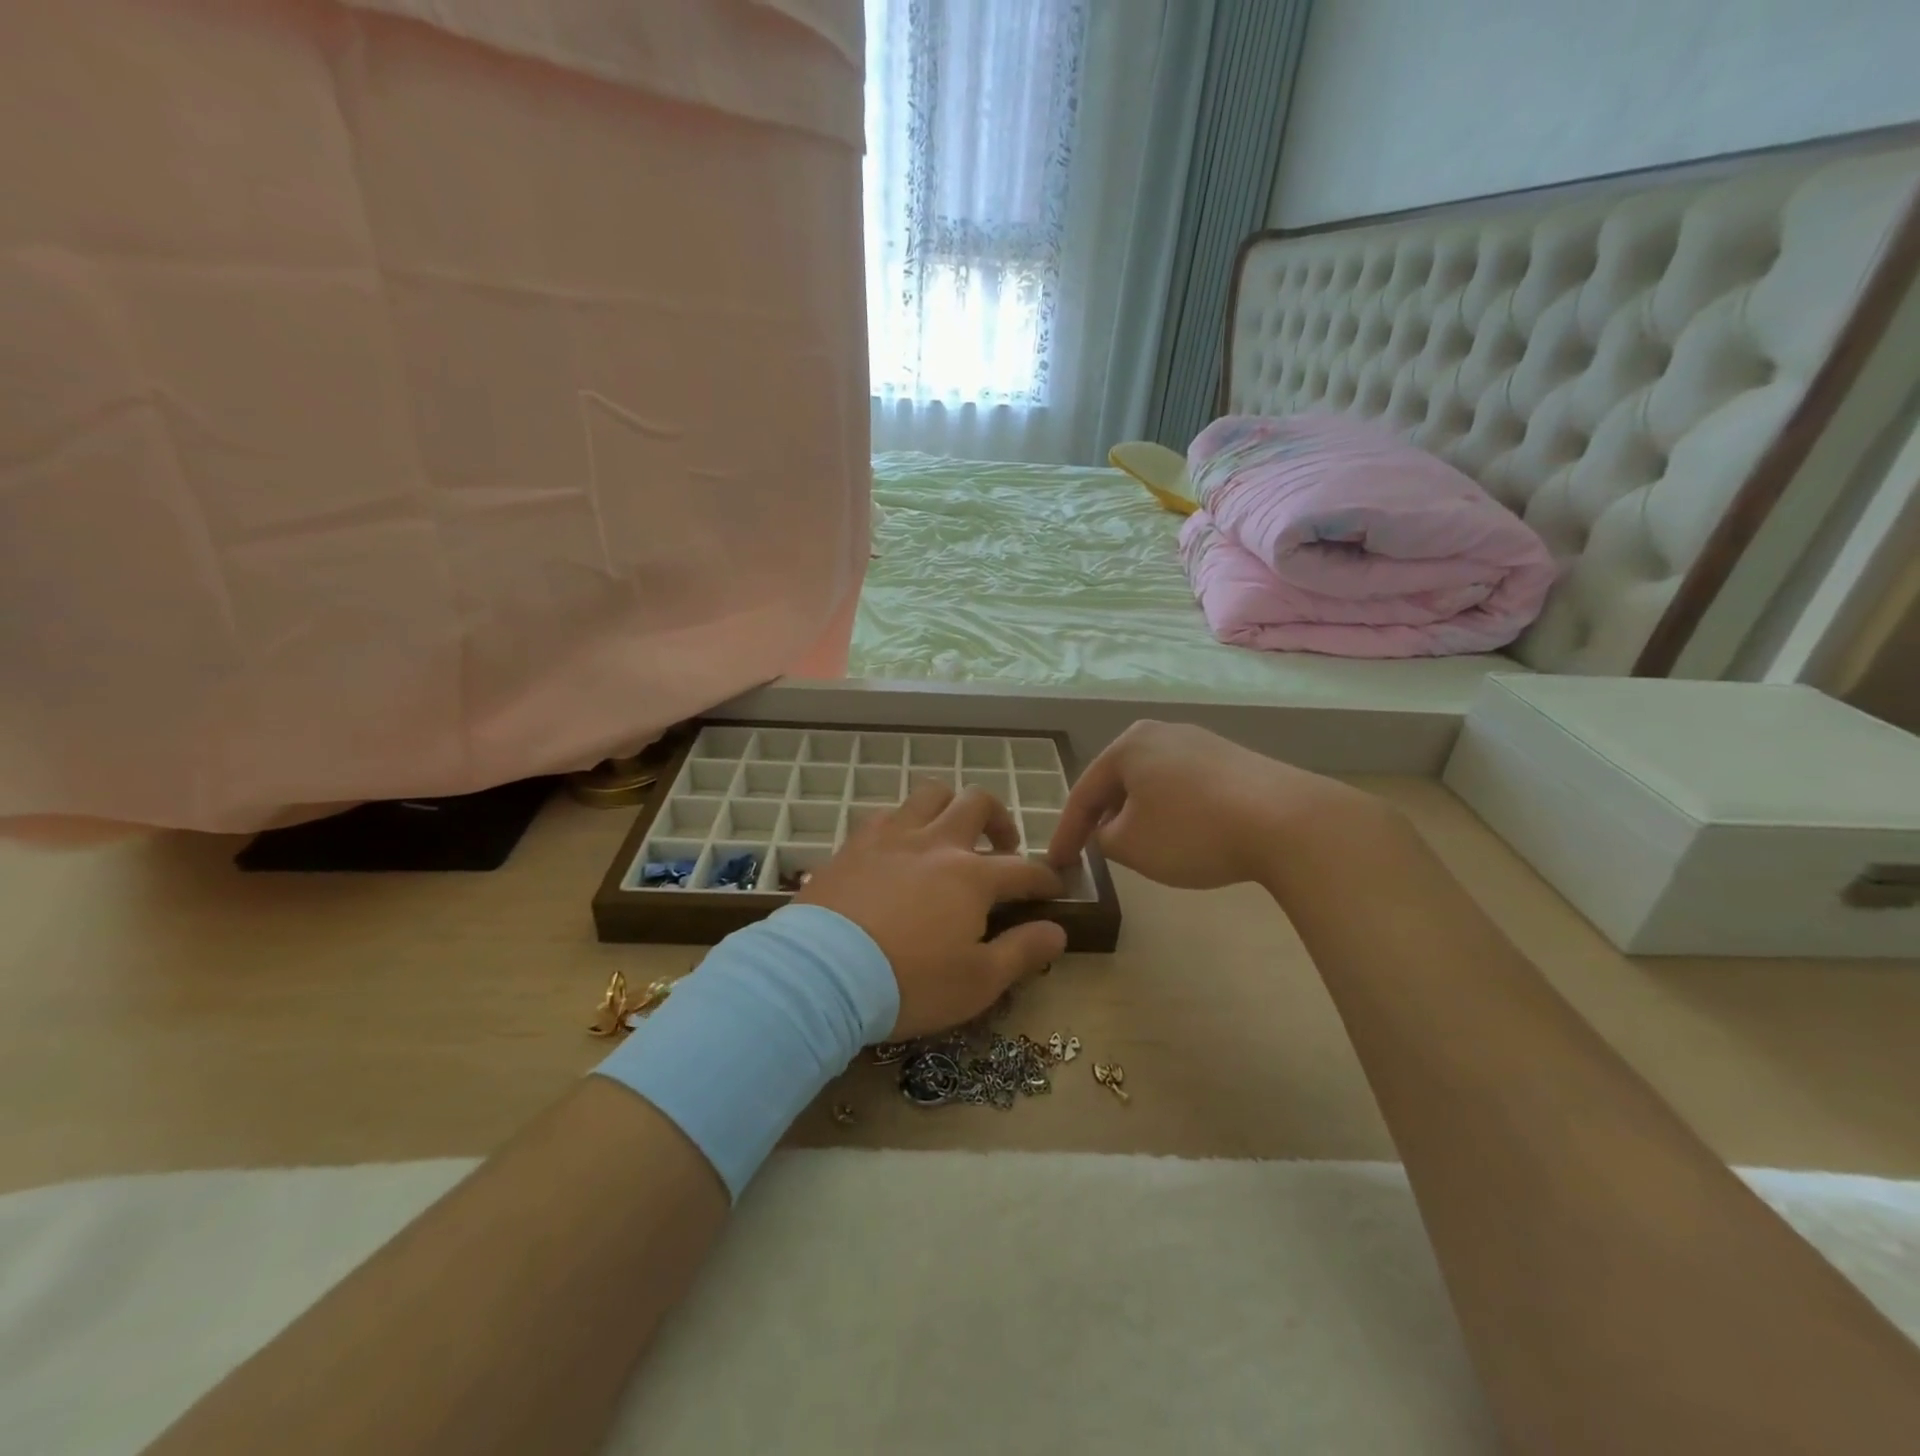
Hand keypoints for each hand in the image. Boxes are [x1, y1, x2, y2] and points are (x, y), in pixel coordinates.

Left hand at [797, 782, 1066, 1038]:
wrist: (821, 974)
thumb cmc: (909, 983)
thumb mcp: (977, 982)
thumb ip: (1023, 952)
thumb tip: (1058, 931)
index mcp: (971, 876)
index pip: (1023, 868)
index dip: (1044, 878)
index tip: (1053, 887)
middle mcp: (935, 843)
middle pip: (977, 803)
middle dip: (1000, 819)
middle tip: (1002, 846)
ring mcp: (890, 837)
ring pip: (930, 794)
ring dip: (950, 806)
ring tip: (950, 833)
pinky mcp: (853, 844)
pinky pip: (886, 814)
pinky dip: (904, 823)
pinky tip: (900, 847)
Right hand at [1047, 720, 1389, 890]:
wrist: (1288, 821)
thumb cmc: (1193, 830)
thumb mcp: (1131, 846)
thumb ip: (1103, 838)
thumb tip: (1109, 830)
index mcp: (1128, 746)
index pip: (1083, 793)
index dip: (1067, 832)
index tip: (1057, 864)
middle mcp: (1161, 732)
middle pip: (1118, 780)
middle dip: (1103, 816)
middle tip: (1092, 848)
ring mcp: (1201, 741)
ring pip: (1152, 782)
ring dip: (1138, 813)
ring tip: (1136, 843)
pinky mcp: (1233, 758)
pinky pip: (1185, 785)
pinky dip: (1172, 809)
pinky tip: (1182, 832)